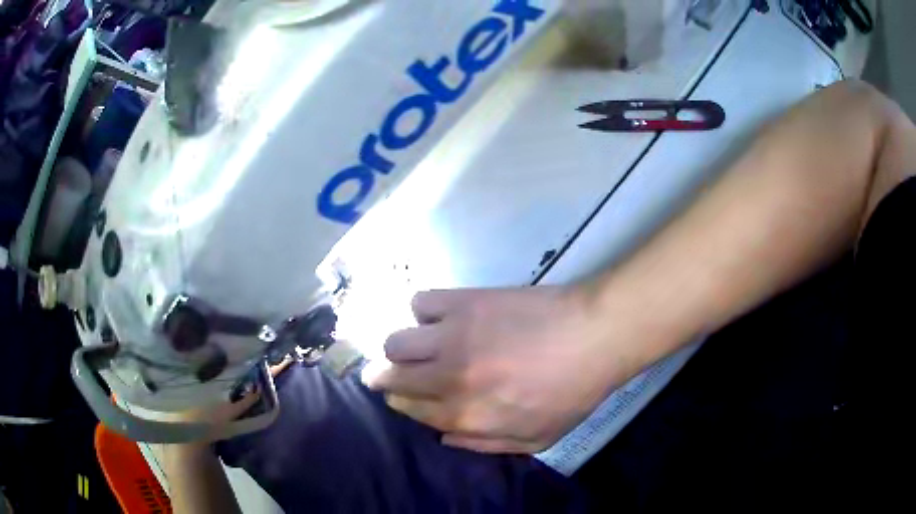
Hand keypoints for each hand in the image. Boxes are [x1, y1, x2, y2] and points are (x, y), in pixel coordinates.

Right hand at [364, 287, 637, 453]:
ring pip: (395, 342)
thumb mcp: (536, 438)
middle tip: (393, 374)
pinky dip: (425, 312)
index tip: (404, 396)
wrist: (595, 335)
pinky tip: (442, 318)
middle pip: (390, 376)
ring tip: (418, 346)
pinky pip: (420, 303)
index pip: (409, 409)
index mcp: (466, 415)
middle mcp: (448, 378)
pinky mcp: (463, 301)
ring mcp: (453, 336)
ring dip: (401, 348)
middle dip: (384, 378)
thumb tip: (443, 436)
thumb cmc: (572, 392)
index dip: (401, 402)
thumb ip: (484, 444)